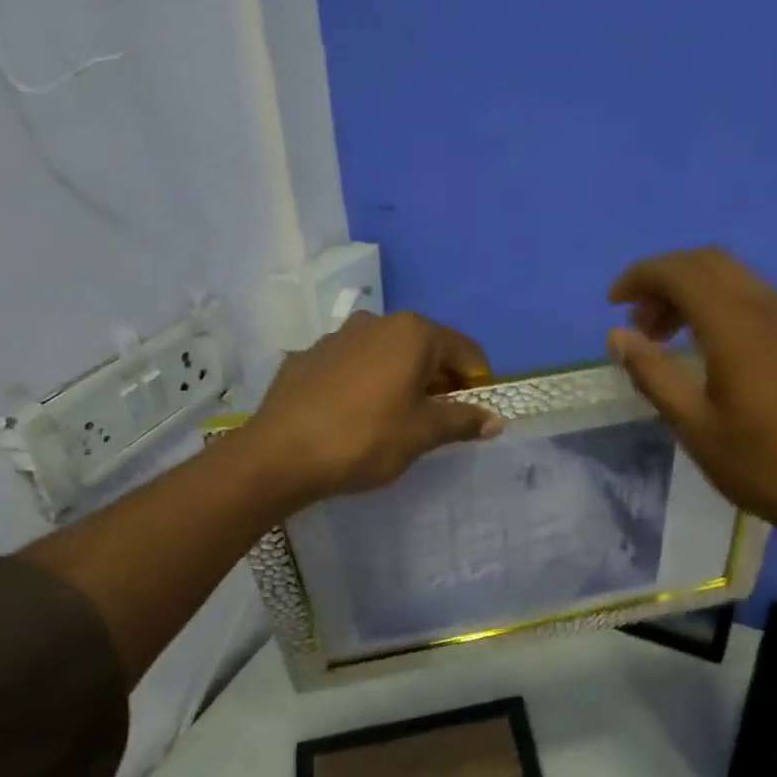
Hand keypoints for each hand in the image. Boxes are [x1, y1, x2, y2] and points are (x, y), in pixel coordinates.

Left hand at [247, 310, 502, 505]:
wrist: (279, 454)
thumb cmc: (366, 438)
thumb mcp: (423, 434)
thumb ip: (463, 421)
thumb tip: (497, 420)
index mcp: (414, 333)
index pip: (466, 351)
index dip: (478, 383)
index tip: (475, 414)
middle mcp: (378, 322)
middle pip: (426, 348)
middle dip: (440, 381)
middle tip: (438, 421)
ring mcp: (338, 336)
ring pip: (387, 354)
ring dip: (402, 379)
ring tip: (395, 418)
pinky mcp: (309, 355)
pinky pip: (353, 365)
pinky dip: (366, 383)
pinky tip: (354, 415)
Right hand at [607, 248, 776, 538]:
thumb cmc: (760, 464)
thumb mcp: (694, 425)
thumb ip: (652, 373)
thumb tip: (618, 335)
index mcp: (739, 327)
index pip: (682, 272)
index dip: (642, 276)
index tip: (613, 303)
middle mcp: (772, 308)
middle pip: (710, 264)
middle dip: (666, 281)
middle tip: (640, 323)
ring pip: (736, 279)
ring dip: (694, 293)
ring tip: (667, 339)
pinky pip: (758, 300)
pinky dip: (722, 306)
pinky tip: (711, 349)